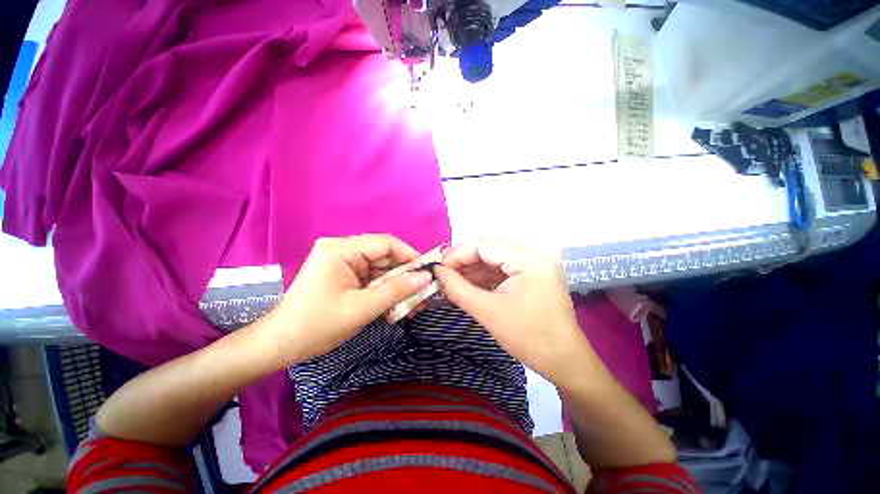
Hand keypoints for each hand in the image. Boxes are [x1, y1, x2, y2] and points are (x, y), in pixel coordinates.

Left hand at [263, 235, 433, 366]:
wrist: (279, 346)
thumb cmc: (317, 325)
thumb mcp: (362, 308)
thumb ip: (397, 290)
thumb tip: (426, 278)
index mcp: (341, 249)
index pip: (385, 243)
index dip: (409, 255)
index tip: (427, 272)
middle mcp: (342, 251)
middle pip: (384, 257)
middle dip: (405, 276)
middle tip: (423, 293)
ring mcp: (343, 264)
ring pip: (380, 270)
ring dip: (397, 287)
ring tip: (414, 304)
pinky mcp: (344, 277)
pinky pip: (371, 280)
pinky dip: (385, 292)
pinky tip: (397, 307)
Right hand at [435, 239, 591, 382]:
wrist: (564, 362)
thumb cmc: (529, 337)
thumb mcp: (488, 312)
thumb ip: (458, 289)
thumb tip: (437, 272)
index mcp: (528, 257)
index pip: (484, 245)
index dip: (458, 254)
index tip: (438, 267)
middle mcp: (533, 253)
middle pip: (489, 248)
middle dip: (464, 261)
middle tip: (443, 273)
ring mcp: (534, 263)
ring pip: (494, 258)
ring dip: (472, 269)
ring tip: (452, 280)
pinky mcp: (532, 274)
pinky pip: (502, 269)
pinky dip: (484, 276)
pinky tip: (469, 284)